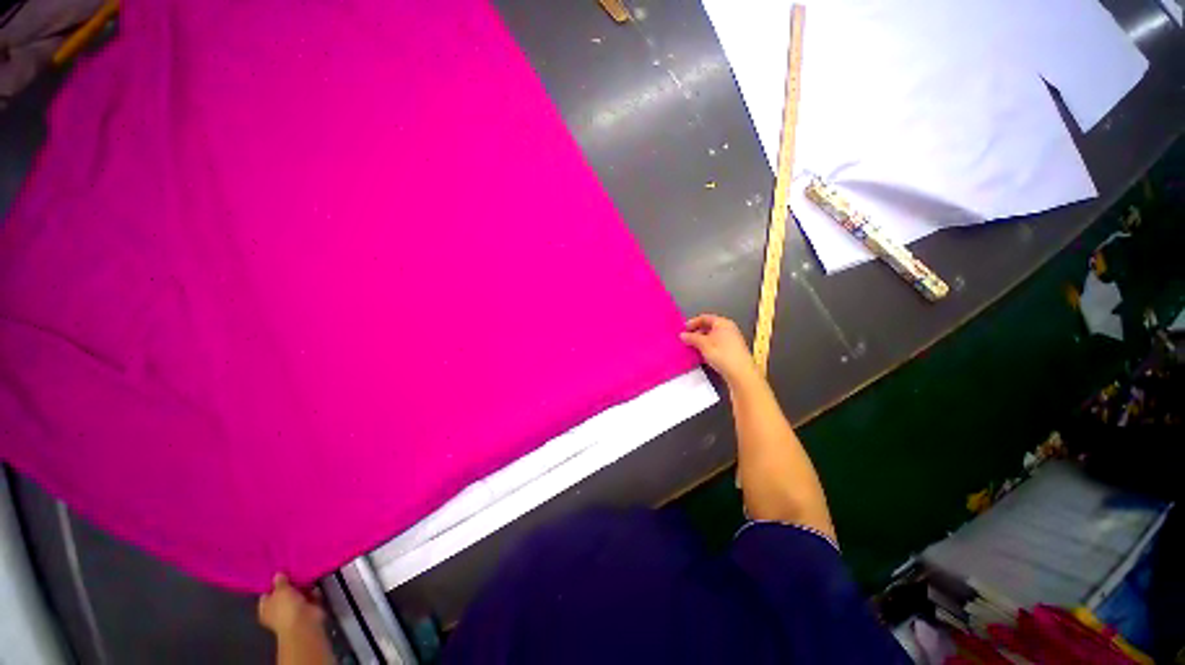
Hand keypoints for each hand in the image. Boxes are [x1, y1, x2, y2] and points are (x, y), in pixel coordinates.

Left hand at [258, 574, 324, 636]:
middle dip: (289, 584)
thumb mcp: (280, 591)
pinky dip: (313, 590)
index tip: (278, 572)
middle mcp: (278, 611)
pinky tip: (315, 579)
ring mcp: (294, 610)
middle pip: (283, 594)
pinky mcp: (308, 609)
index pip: (266, 595)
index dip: (271, 584)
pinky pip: (310, 596)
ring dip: (302, 586)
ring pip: (298, 594)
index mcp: (266, 609)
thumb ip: (279, 581)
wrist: (305, 622)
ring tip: (306, 571)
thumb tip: (278, 574)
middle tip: (293, 569)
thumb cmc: (286, 608)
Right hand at [679, 314, 757, 384]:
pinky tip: (702, 355)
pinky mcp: (732, 350)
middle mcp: (729, 329)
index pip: (705, 318)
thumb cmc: (722, 354)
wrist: (740, 372)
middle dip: (696, 332)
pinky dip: (708, 347)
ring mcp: (732, 340)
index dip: (692, 322)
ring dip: (701, 341)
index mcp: (723, 323)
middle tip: (686, 339)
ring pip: (712, 337)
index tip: (683, 329)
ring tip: (692, 348)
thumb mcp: (703, 344)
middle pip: (709, 327)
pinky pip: (717, 345)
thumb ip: (691, 338)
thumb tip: (683, 335)